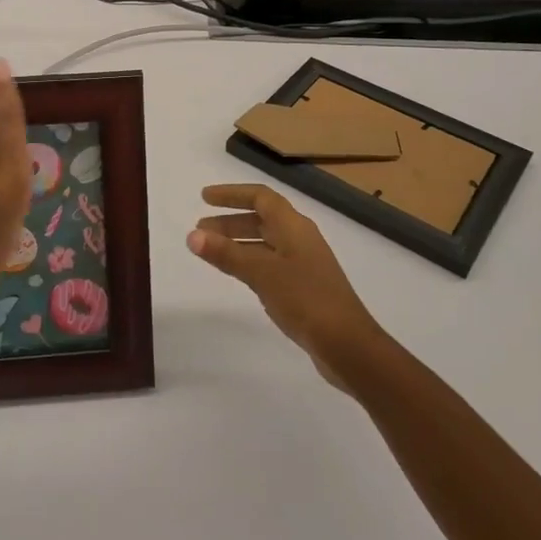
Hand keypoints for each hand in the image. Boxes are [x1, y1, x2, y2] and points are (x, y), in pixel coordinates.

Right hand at [190, 183, 385, 386]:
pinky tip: (238, 275)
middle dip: (230, 221)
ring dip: (238, 242)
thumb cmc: (305, 299)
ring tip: (211, 251)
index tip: (204, 198)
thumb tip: (192, 235)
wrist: (348, 345)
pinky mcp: (305, 287)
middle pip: (262, 219)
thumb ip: (226, 253)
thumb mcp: (261, 273)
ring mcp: (304, 263)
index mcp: (294, 226)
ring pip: (265, 242)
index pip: (260, 197)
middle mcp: (300, 238)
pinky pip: (271, 263)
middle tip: (200, 230)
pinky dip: (250, 261)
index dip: (232, 194)